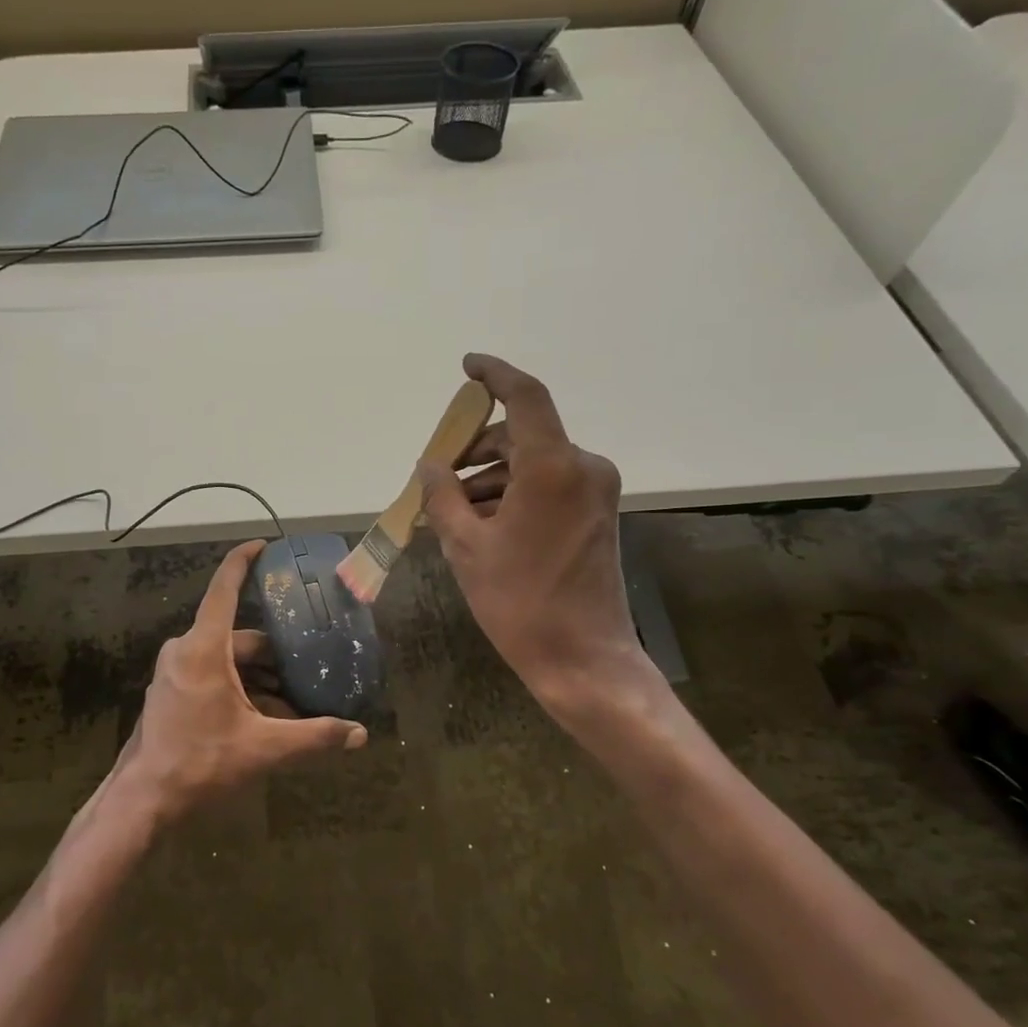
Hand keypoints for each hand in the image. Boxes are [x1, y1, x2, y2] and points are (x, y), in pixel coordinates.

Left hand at [118, 540, 366, 820]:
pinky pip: (211, 675)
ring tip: (293, 698)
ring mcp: (174, 672)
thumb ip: (313, 737)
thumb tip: (359, 735)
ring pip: (226, 660)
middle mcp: (185, 651)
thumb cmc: (200, 762)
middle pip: (238, 636)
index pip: (224, 590)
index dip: (243, 562)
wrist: (143, 800)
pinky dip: (239, 688)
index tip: (263, 545)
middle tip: (307, 665)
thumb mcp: (263, 748)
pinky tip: (263, 715)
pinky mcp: (170, 692)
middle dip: (274, 652)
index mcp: (204, 648)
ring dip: (258, 676)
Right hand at [419, 354, 659, 719]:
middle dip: (475, 451)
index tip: (467, 367)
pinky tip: (482, 525)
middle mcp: (583, 467)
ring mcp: (595, 491)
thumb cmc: (519, 602)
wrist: (583, 659)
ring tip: (452, 513)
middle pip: (521, 436)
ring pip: (532, 463)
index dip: (495, 375)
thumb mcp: (465, 547)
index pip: (525, 398)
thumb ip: (442, 496)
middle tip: (437, 476)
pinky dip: (513, 494)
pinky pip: (548, 486)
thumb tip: (430, 465)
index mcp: (553, 467)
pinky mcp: (597, 513)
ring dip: (491, 478)